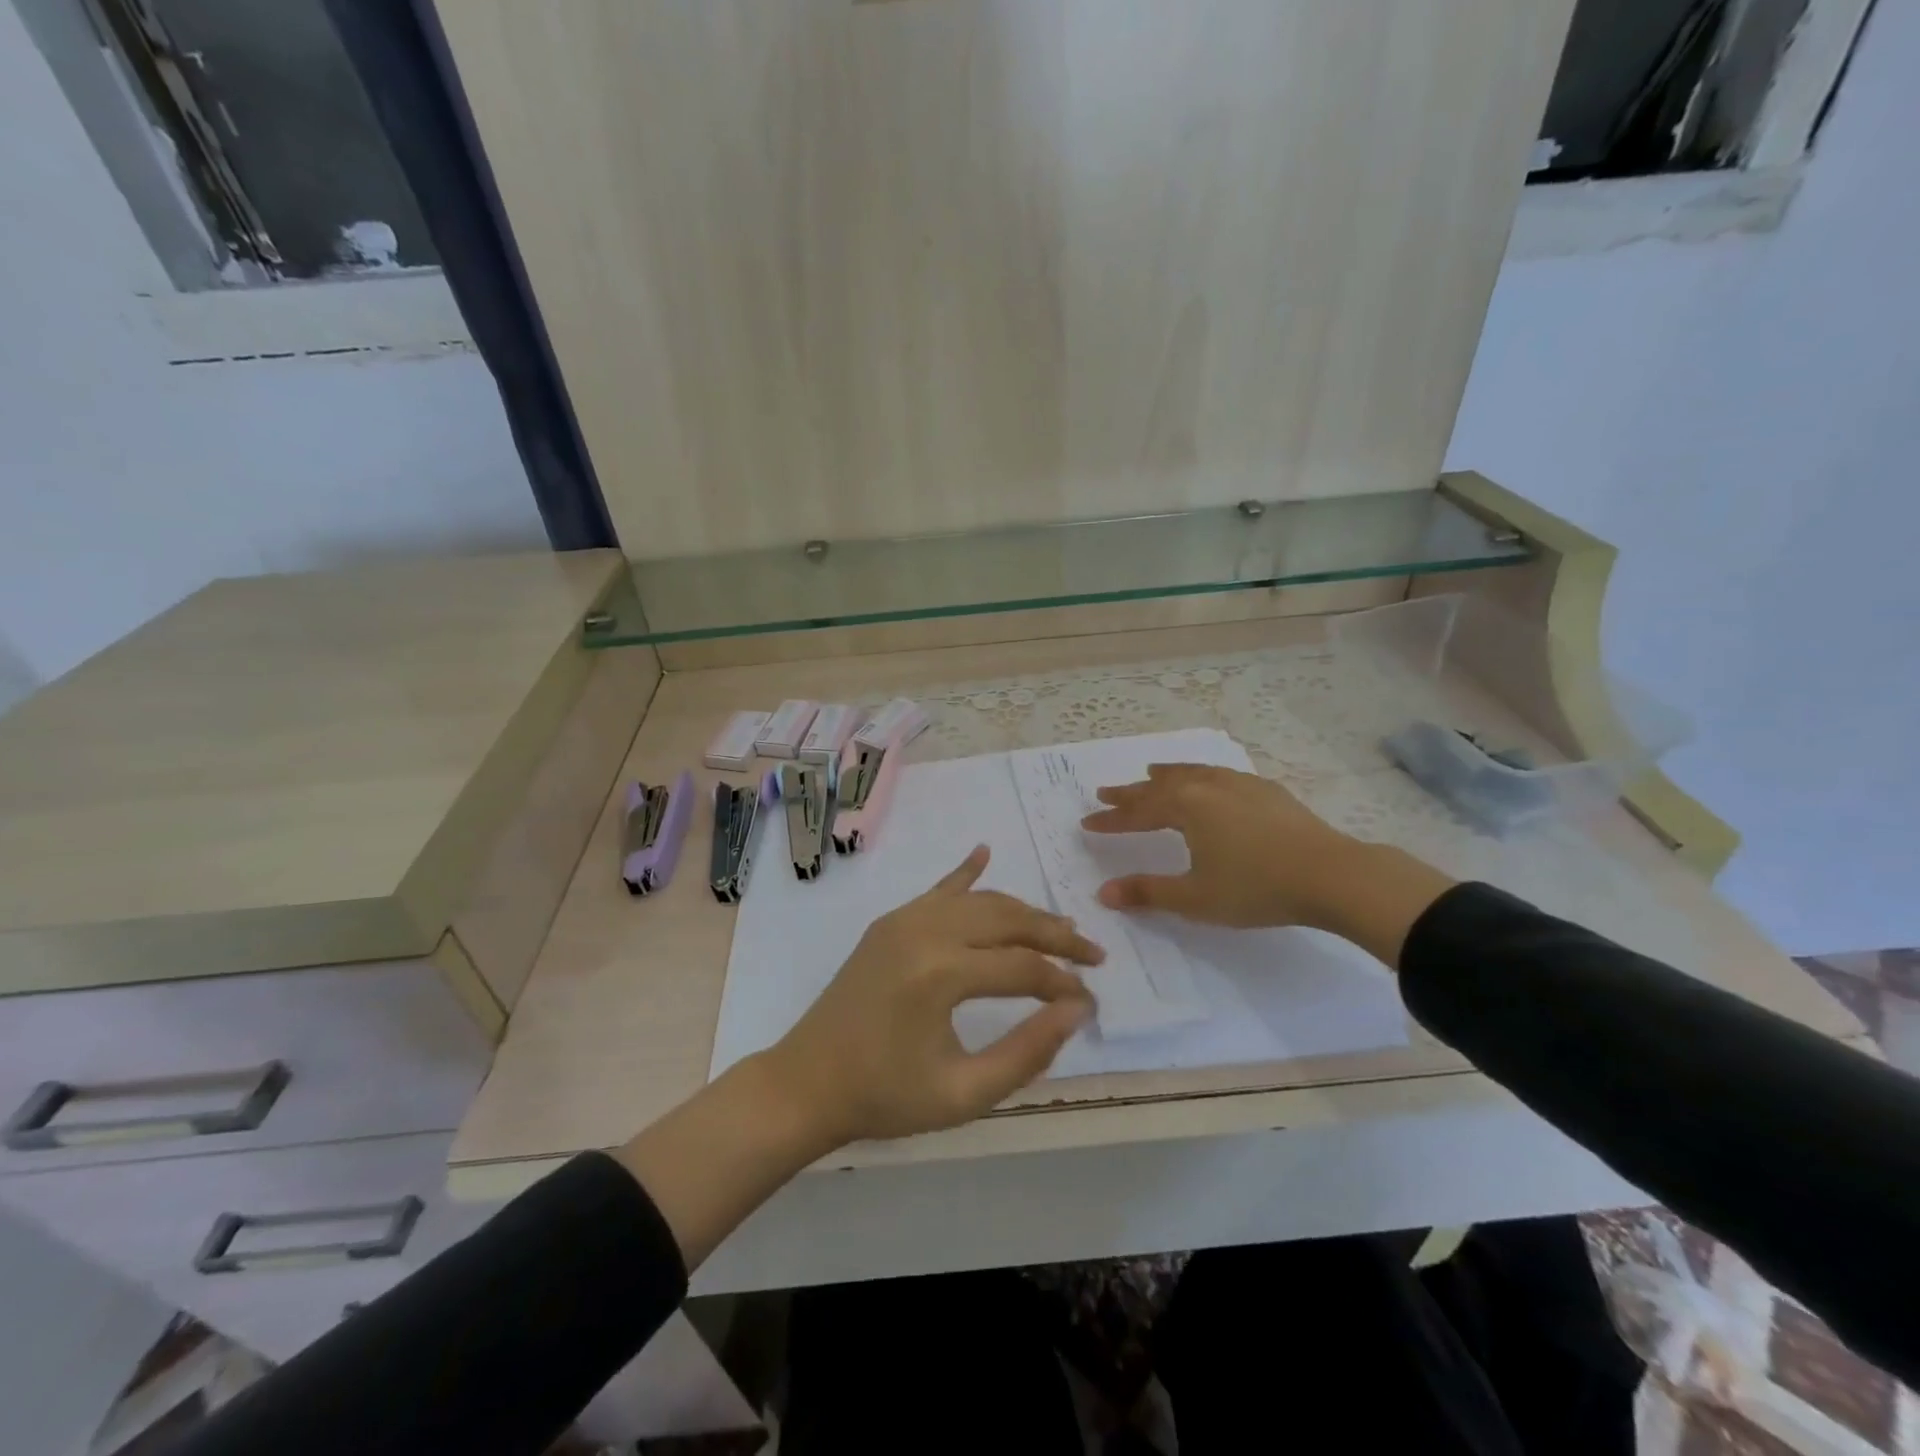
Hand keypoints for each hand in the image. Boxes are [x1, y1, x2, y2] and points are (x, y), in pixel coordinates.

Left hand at [765, 845, 1101, 1144]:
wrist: (807, 1083)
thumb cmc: (885, 1097)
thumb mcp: (963, 1094)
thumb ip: (1026, 1052)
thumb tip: (1076, 1010)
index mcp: (941, 973)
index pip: (1023, 967)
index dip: (1063, 984)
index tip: (1091, 1003)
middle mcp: (925, 932)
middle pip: (1008, 920)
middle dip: (1055, 936)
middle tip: (1093, 954)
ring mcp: (904, 920)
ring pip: (980, 902)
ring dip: (1022, 912)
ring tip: (1059, 930)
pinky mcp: (890, 922)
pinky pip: (938, 891)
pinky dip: (965, 873)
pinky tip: (984, 852)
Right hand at [1081, 763, 1357, 927]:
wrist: (1332, 875)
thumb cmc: (1256, 888)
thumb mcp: (1195, 898)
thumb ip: (1147, 892)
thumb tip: (1103, 893)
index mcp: (1187, 807)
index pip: (1138, 812)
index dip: (1112, 820)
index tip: (1087, 823)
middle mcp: (1209, 786)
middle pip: (1160, 786)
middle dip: (1131, 792)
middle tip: (1106, 792)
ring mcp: (1241, 785)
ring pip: (1193, 773)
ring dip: (1167, 776)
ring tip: (1151, 773)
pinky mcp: (1268, 792)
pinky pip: (1220, 775)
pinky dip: (1200, 776)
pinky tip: (1209, 784)